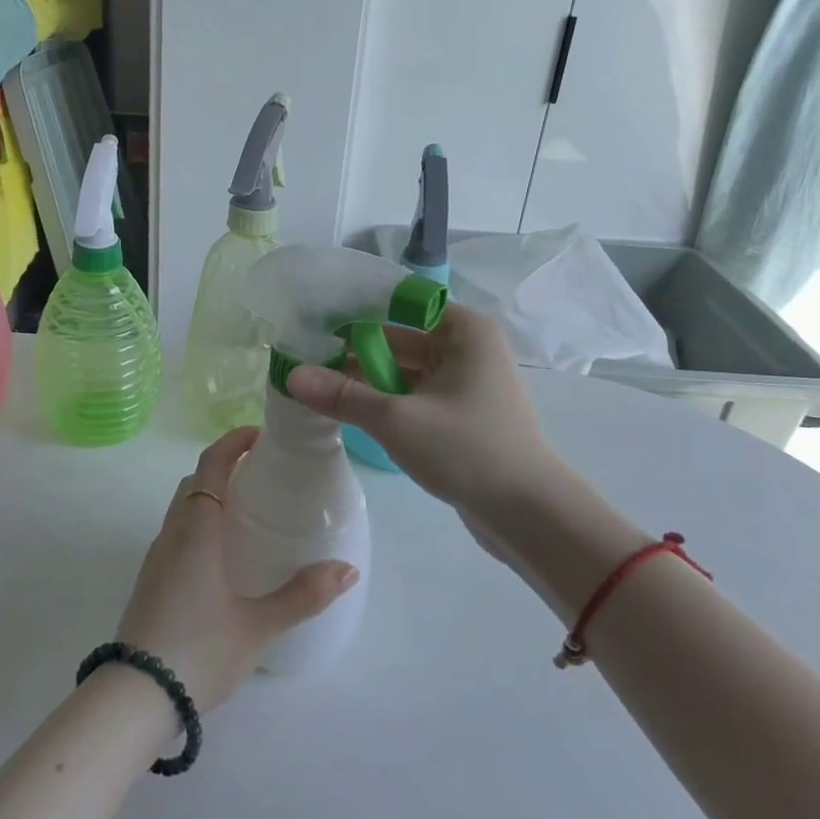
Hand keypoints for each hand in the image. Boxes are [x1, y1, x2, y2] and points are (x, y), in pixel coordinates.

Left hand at [116, 427, 358, 710]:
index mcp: (198, 529)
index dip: (233, 442)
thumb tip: (347, 569)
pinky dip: (199, 519)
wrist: (135, 694)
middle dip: (224, 464)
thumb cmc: (200, 650)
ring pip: (182, 506)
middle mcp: (173, 533)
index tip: (260, 434)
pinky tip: (222, 551)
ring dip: (210, 492)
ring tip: (247, 508)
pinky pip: (177, 530)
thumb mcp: (258, 626)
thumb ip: (303, 595)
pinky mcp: (151, 578)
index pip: (211, 465)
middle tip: (262, 471)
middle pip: (195, 481)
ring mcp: (157, 556)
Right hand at [285, 303, 562, 523]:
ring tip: (314, 381)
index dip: (356, 309)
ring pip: (402, 369)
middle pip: (398, 336)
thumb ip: (342, 395)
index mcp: (463, 330)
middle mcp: (465, 347)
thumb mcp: (397, 419)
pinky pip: (411, 395)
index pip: (400, 303)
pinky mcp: (458, 415)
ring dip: (365, 377)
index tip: (313, 318)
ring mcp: (463, 382)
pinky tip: (345, 407)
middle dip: (353, 347)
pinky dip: (382, 399)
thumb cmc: (468, 450)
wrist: (529, 515)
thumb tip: (290, 375)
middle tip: (303, 354)